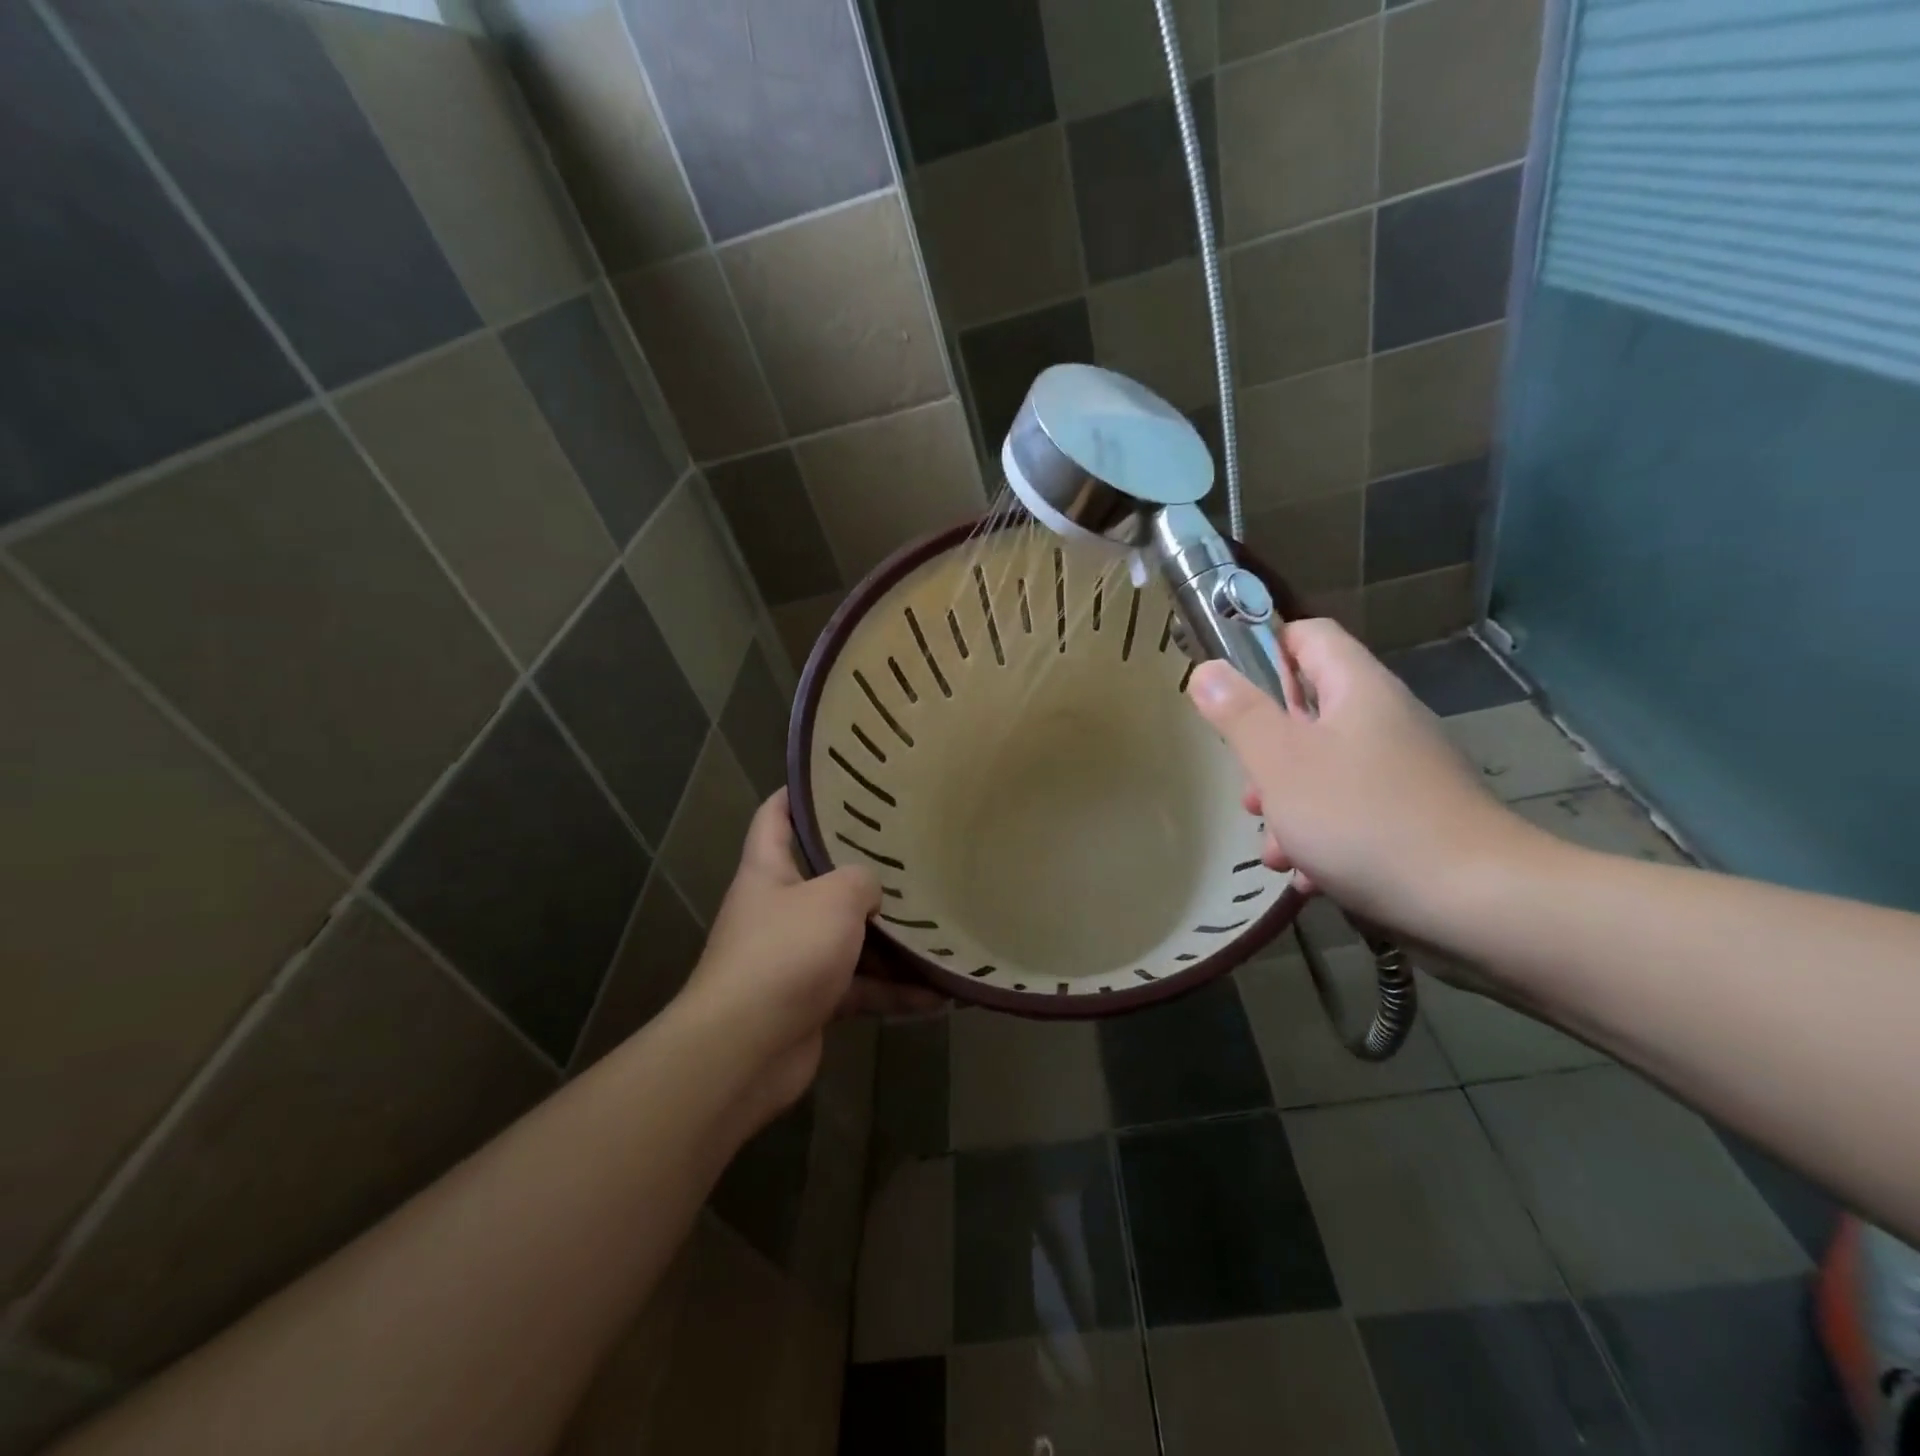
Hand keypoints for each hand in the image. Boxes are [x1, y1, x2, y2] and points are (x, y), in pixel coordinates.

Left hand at [681, 790, 943, 1120]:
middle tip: (914, 855)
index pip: (775, 816)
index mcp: (768, 871)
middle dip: (867, 873)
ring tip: (942, 931)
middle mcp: (779, 910)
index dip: (798, 793)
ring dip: (894, 943)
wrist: (745, 1049)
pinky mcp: (813, 1001)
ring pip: (851, 939)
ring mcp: (795, 958)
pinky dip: (894, 992)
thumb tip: (871, 892)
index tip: (837, 778)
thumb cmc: (785, 952)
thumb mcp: (833, 898)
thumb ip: (861, 881)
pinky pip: (861, 988)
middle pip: (824, 880)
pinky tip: (938, 996)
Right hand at [1188, 621, 1536, 941]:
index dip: (1263, 650)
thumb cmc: (1363, 818)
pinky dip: (1322, 836)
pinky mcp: (1413, 817)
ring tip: (1275, 850)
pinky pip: (1351, 811)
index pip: (1308, 636)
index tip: (1230, 693)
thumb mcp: (1281, 762)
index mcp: (1357, 689)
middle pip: (1306, 713)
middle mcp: (1384, 721)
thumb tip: (1206, 669)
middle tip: (1251, 793)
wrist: (1478, 903)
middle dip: (1266, 754)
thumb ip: (1239, 713)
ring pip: (1322, 770)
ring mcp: (1402, 771)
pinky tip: (1309, 876)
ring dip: (1287, 805)